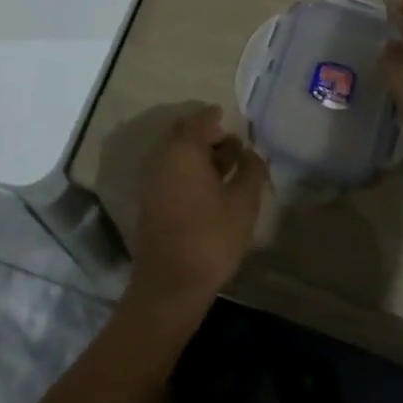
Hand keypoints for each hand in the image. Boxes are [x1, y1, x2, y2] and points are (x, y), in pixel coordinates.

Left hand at [128, 106, 268, 315]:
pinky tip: (207, 189)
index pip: (200, 119)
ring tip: (224, 169)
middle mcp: (163, 158)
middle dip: (206, 135)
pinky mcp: (149, 202)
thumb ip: (251, 171)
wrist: (169, 286)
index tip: (228, 116)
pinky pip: (169, 172)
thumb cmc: (211, 237)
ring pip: (175, 154)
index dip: (216, 116)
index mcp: (184, 149)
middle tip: (231, 145)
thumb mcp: (243, 203)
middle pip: (184, 134)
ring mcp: (152, 181)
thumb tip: (253, 153)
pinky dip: (187, 171)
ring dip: (197, 154)